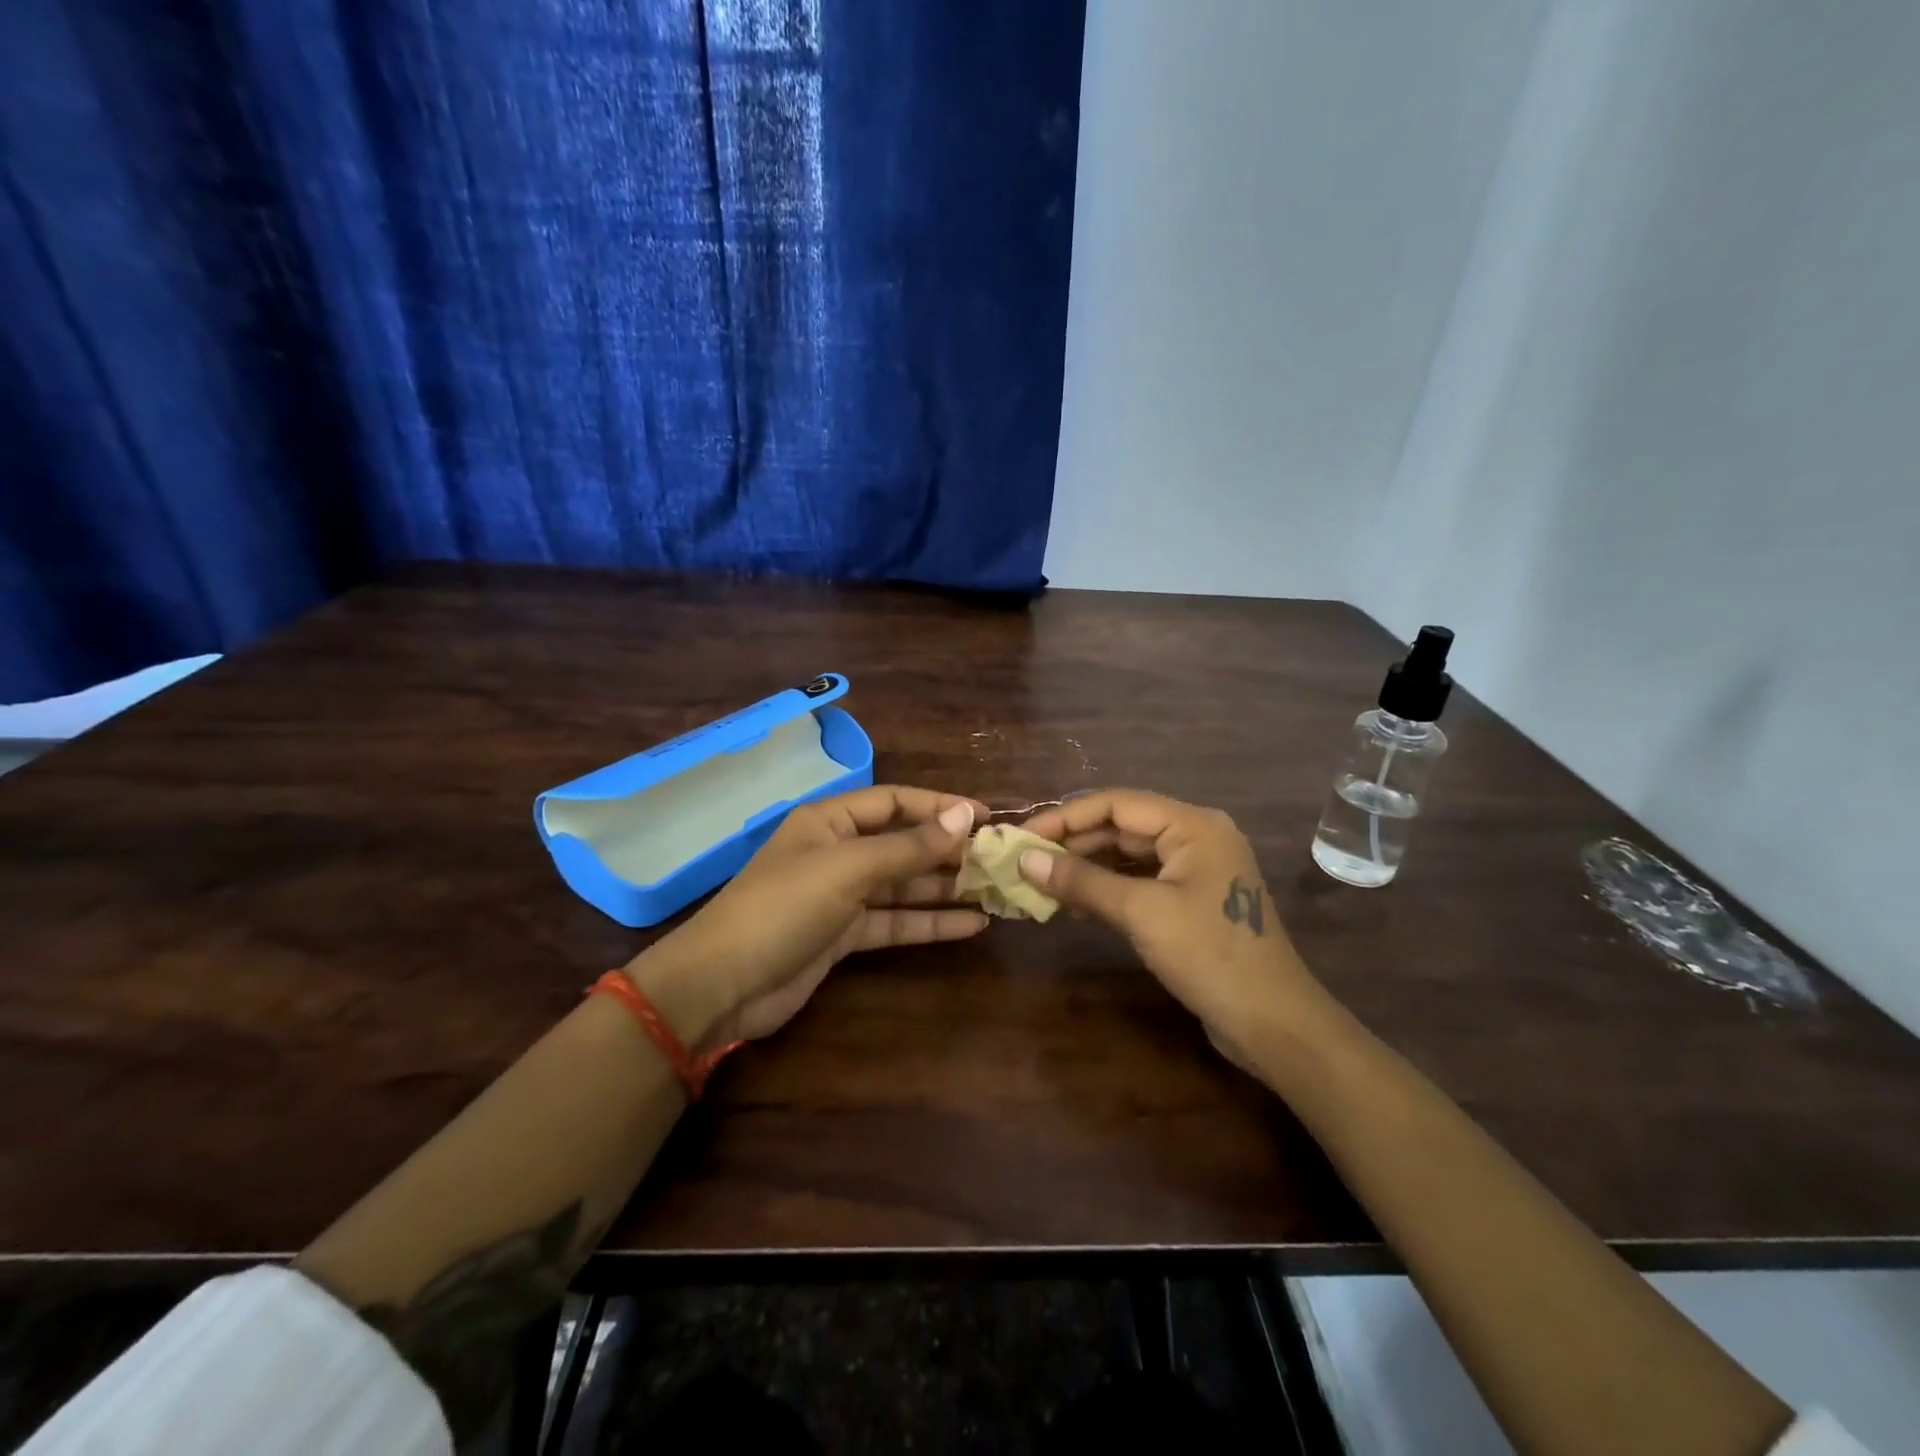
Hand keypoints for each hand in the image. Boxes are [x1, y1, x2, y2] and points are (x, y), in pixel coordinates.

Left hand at [628, 786, 988, 1049]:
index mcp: (831, 821)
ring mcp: (841, 896)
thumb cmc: (784, 908)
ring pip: (903, 885)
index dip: (940, 806)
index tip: (987, 817)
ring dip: (946, 888)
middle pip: (903, 844)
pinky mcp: (844, 936)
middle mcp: (838, 852)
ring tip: (997, 891)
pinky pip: (895, 922)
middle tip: (1001, 860)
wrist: (723, 985)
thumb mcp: (849, 869)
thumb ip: (909, 846)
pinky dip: (929, 923)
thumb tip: (965, 814)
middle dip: (949, 852)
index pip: (895, 802)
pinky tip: (971, 925)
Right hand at [1018, 790, 1323, 1066]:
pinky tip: (1074, 903)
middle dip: (1072, 842)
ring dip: (1086, 866)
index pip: (1116, 804)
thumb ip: (1081, 881)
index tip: (1022, 837)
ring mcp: (1196, 869)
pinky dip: (1107, 888)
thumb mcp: (1141, 913)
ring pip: (1129, 855)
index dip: (1064, 817)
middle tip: (1025, 861)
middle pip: (1122, 826)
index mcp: (1192, 825)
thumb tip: (1025, 860)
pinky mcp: (1192, 900)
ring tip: (1041, 882)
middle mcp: (1196, 836)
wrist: (1273, 1023)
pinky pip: (1141, 880)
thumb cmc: (1209, 955)